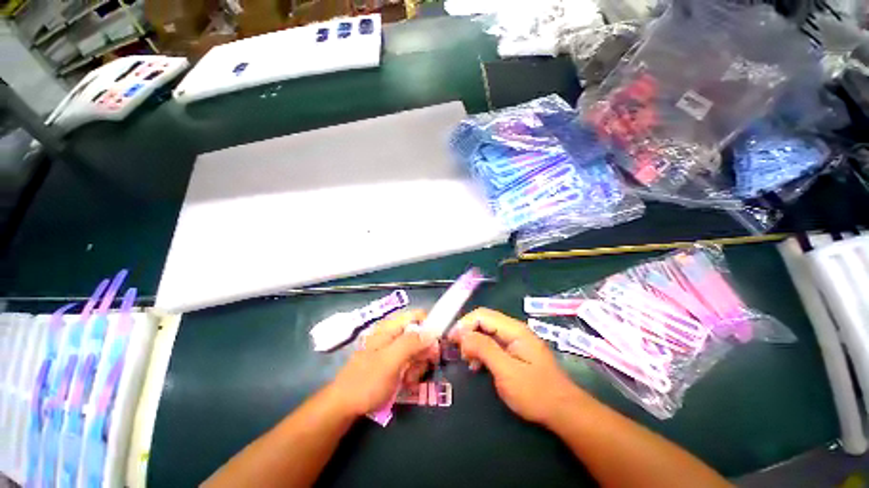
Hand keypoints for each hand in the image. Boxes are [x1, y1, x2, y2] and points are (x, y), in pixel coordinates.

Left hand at [328, 310, 438, 416]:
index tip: (434, 345)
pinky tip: (405, 383)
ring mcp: (393, 348)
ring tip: (407, 379)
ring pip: (418, 350)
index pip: (417, 316)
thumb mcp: (390, 362)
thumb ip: (411, 343)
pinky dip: (412, 372)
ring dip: (418, 365)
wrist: (344, 406)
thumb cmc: (366, 382)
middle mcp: (393, 334)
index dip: (429, 327)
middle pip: (420, 334)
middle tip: (418, 367)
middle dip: (423, 352)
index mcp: (390, 327)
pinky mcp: (393, 361)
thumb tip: (433, 331)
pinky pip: (411, 361)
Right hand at [449, 308, 590, 426]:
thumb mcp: (506, 371)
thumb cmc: (535, 393)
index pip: (482, 315)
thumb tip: (462, 334)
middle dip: (468, 333)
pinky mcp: (515, 351)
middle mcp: (514, 330)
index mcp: (514, 329)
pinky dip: (481, 351)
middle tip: (458, 352)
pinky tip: (477, 365)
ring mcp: (515, 340)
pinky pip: (492, 344)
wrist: (563, 412)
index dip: (464, 324)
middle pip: (484, 321)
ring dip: (473, 342)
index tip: (451, 340)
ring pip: (487, 332)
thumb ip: (484, 349)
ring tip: (467, 361)